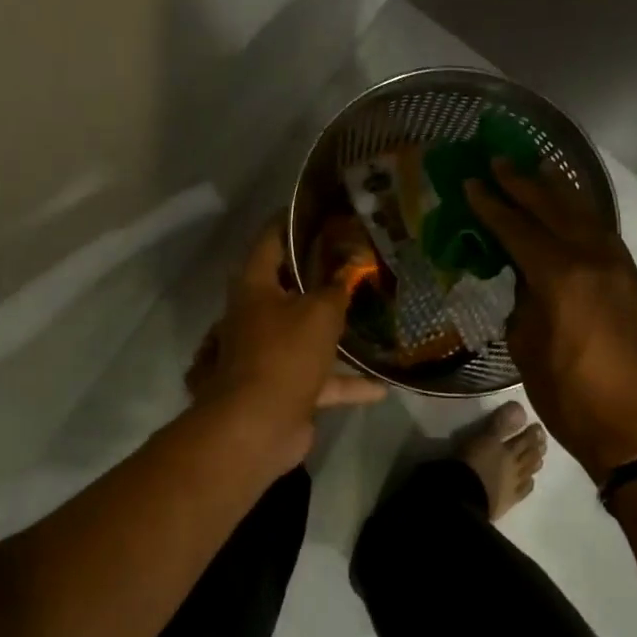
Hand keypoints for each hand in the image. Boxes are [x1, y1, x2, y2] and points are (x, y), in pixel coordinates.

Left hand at [186, 221, 387, 472]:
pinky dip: (346, 383)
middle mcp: (254, 317)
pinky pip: (319, 379)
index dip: (289, 223)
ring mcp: (266, 355)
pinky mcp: (282, 389)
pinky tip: (381, 387)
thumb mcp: (319, 313)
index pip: (268, 242)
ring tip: (367, 318)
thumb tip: (352, 263)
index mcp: (254, 289)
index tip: (315, 211)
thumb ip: (337, 287)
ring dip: (332, 332)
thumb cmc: (284, 354)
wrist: (257, 426)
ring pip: (304, 334)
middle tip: (351, 261)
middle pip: (286, 288)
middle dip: (317, 276)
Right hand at [465, 162, 636, 481]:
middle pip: (555, 210)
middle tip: (500, 161)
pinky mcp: (635, 284)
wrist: (634, 429)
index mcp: (560, 277)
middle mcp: (593, 261)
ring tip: (540, 168)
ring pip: (587, 216)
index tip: (472, 182)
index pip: (518, 229)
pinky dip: (584, 216)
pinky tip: (574, 211)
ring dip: (560, 191)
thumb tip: (526, 281)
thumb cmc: (568, 396)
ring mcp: (620, 270)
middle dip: (524, 183)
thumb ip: (523, 303)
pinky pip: (605, 236)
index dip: (492, 205)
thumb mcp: (527, 347)